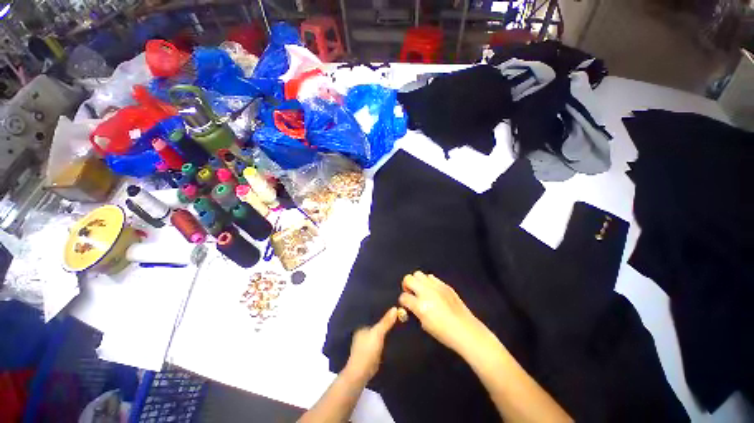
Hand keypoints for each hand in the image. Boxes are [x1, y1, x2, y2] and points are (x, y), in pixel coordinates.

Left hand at [343, 307, 397, 384]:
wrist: (361, 373)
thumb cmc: (366, 350)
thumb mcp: (377, 333)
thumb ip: (386, 321)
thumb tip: (395, 308)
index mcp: (361, 325)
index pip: (372, 313)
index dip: (381, 309)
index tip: (392, 303)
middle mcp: (363, 332)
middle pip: (376, 322)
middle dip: (385, 319)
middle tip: (398, 311)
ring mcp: (367, 341)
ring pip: (379, 331)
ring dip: (387, 328)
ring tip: (399, 320)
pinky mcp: (372, 350)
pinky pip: (381, 339)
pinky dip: (387, 337)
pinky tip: (395, 334)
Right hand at [399, 271, 489, 354]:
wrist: (465, 330)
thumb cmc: (444, 333)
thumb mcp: (424, 324)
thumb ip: (415, 311)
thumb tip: (412, 305)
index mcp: (420, 306)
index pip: (404, 297)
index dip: (403, 301)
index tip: (406, 304)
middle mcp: (426, 292)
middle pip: (408, 279)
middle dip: (406, 285)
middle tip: (411, 292)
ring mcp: (436, 287)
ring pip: (418, 274)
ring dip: (417, 281)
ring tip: (421, 290)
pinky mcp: (444, 285)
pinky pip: (431, 277)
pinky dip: (428, 282)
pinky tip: (432, 291)